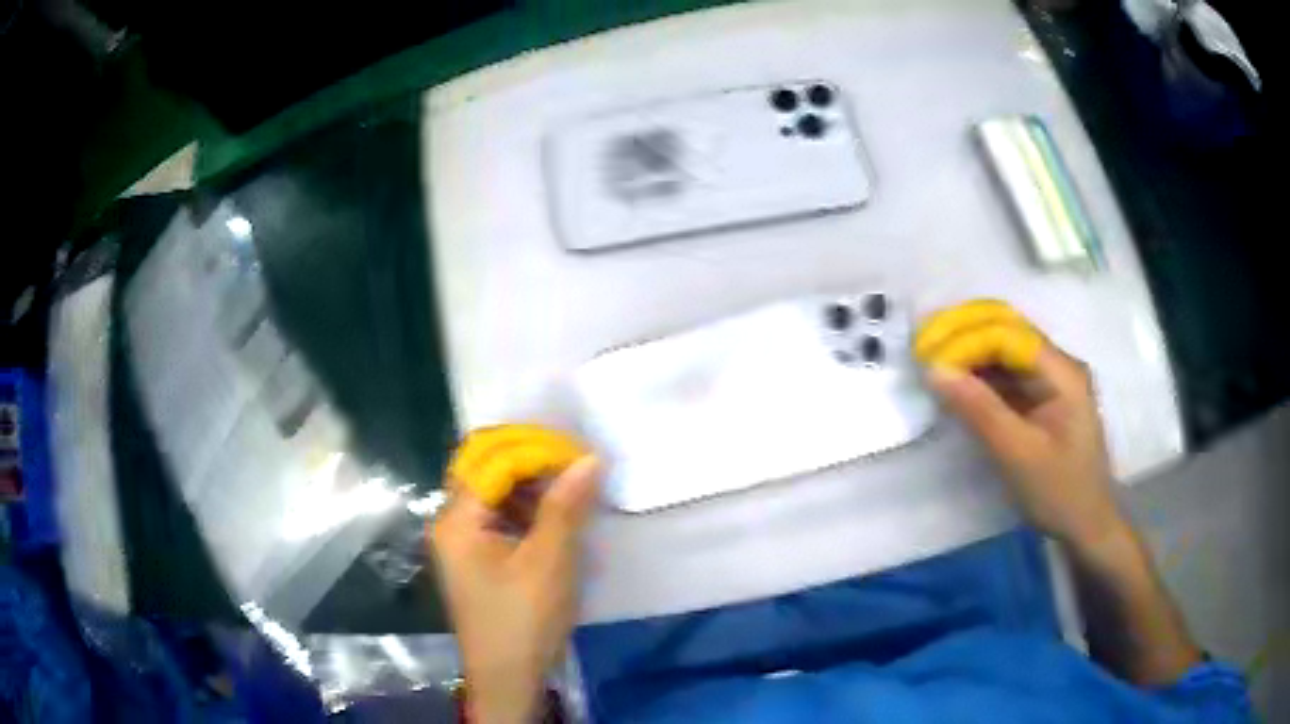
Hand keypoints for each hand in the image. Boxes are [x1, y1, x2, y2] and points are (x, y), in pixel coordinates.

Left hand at [431, 457, 599, 723]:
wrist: (508, 678)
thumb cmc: (524, 620)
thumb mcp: (550, 562)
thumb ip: (565, 506)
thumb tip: (589, 458)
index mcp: (457, 520)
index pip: (493, 461)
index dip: (536, 450)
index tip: (579, 454)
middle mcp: (450, 522)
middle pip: (485, 469)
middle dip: (530, 459)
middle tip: (574, 461)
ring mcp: (461, 540)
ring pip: (493, 491)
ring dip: (530, 481)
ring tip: (570, 481)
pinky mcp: (476, 556)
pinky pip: (498, 515)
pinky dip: (526, 506)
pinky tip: (555, 511)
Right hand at [928, 345, 1127, 548]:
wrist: (1086, 525)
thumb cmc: (1059, 493)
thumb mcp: (1018, 455)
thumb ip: (979, 410)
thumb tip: (934, 371)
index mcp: (1061, 372)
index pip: (1007, 334)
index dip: (965, 338)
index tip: (927, 356)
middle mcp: (1057, 363)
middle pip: (1006, 327)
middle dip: (963, 330)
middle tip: (921, 343)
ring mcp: (1050, 378)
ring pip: (1004, 346)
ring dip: (967, 347)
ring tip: (930, 354)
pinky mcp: (1041, 395)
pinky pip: (1005, 370)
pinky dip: (978, 370)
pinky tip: (955, 376)